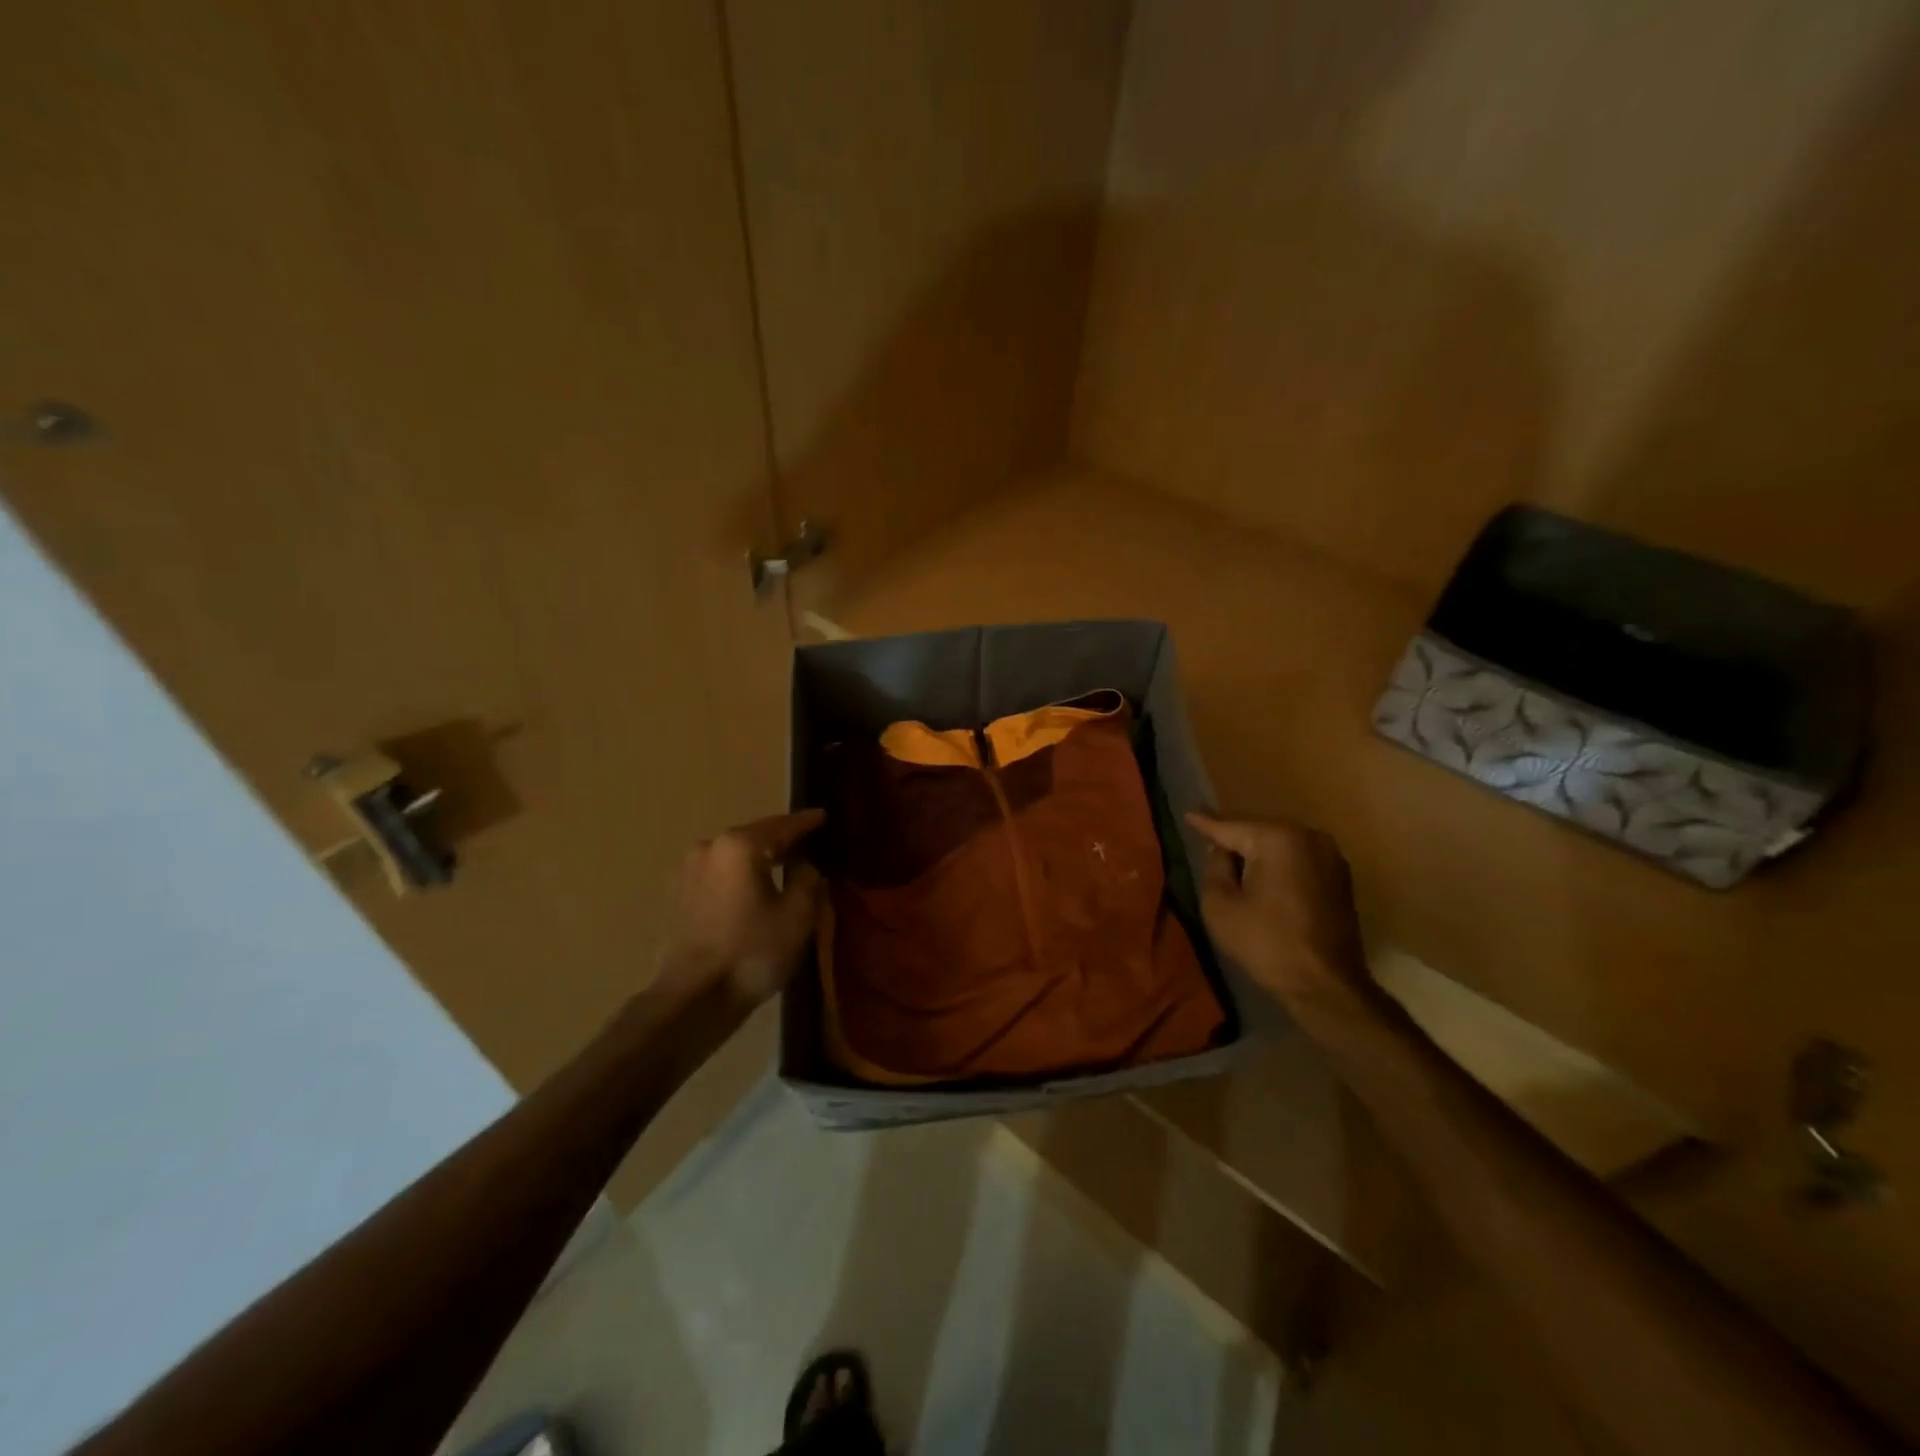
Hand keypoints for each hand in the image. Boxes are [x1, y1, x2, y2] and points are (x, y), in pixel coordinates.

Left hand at [657, 809, 826, 1007]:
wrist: (694, 997)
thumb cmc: (752, 951)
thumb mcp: (798, 914)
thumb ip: (807, 878)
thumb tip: (803, 864)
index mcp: (740, 845)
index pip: (782, 825)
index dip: (806, 822)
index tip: (823, 816)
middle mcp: (710, 847)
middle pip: (754, 836)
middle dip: (781, 839)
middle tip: (807, 843)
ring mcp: (687, 870)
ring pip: (734, 856)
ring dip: (757, 859)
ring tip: (781, 866)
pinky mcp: (677, 895)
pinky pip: (718, 874)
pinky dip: (738, 876)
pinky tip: (752, 888)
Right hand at [1186, 812, 1367, 1010]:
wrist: (1325, 985)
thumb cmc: (1266, 943)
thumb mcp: (1220, 905)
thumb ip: (1214, 867)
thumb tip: (1221, 850)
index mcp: (1277, 838)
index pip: (1230, 826)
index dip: (1205, 822)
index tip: (1188, 813)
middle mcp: (1308, 836)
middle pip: (1257, 830)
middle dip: (1233, 836)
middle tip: (1207, 838)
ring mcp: (1329, 855)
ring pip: (1279, 843)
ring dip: (1257, 851)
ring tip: (1231, 857)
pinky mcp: (1340, 876)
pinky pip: (1298, 858)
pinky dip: (1278, 863)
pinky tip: (1262, 875)